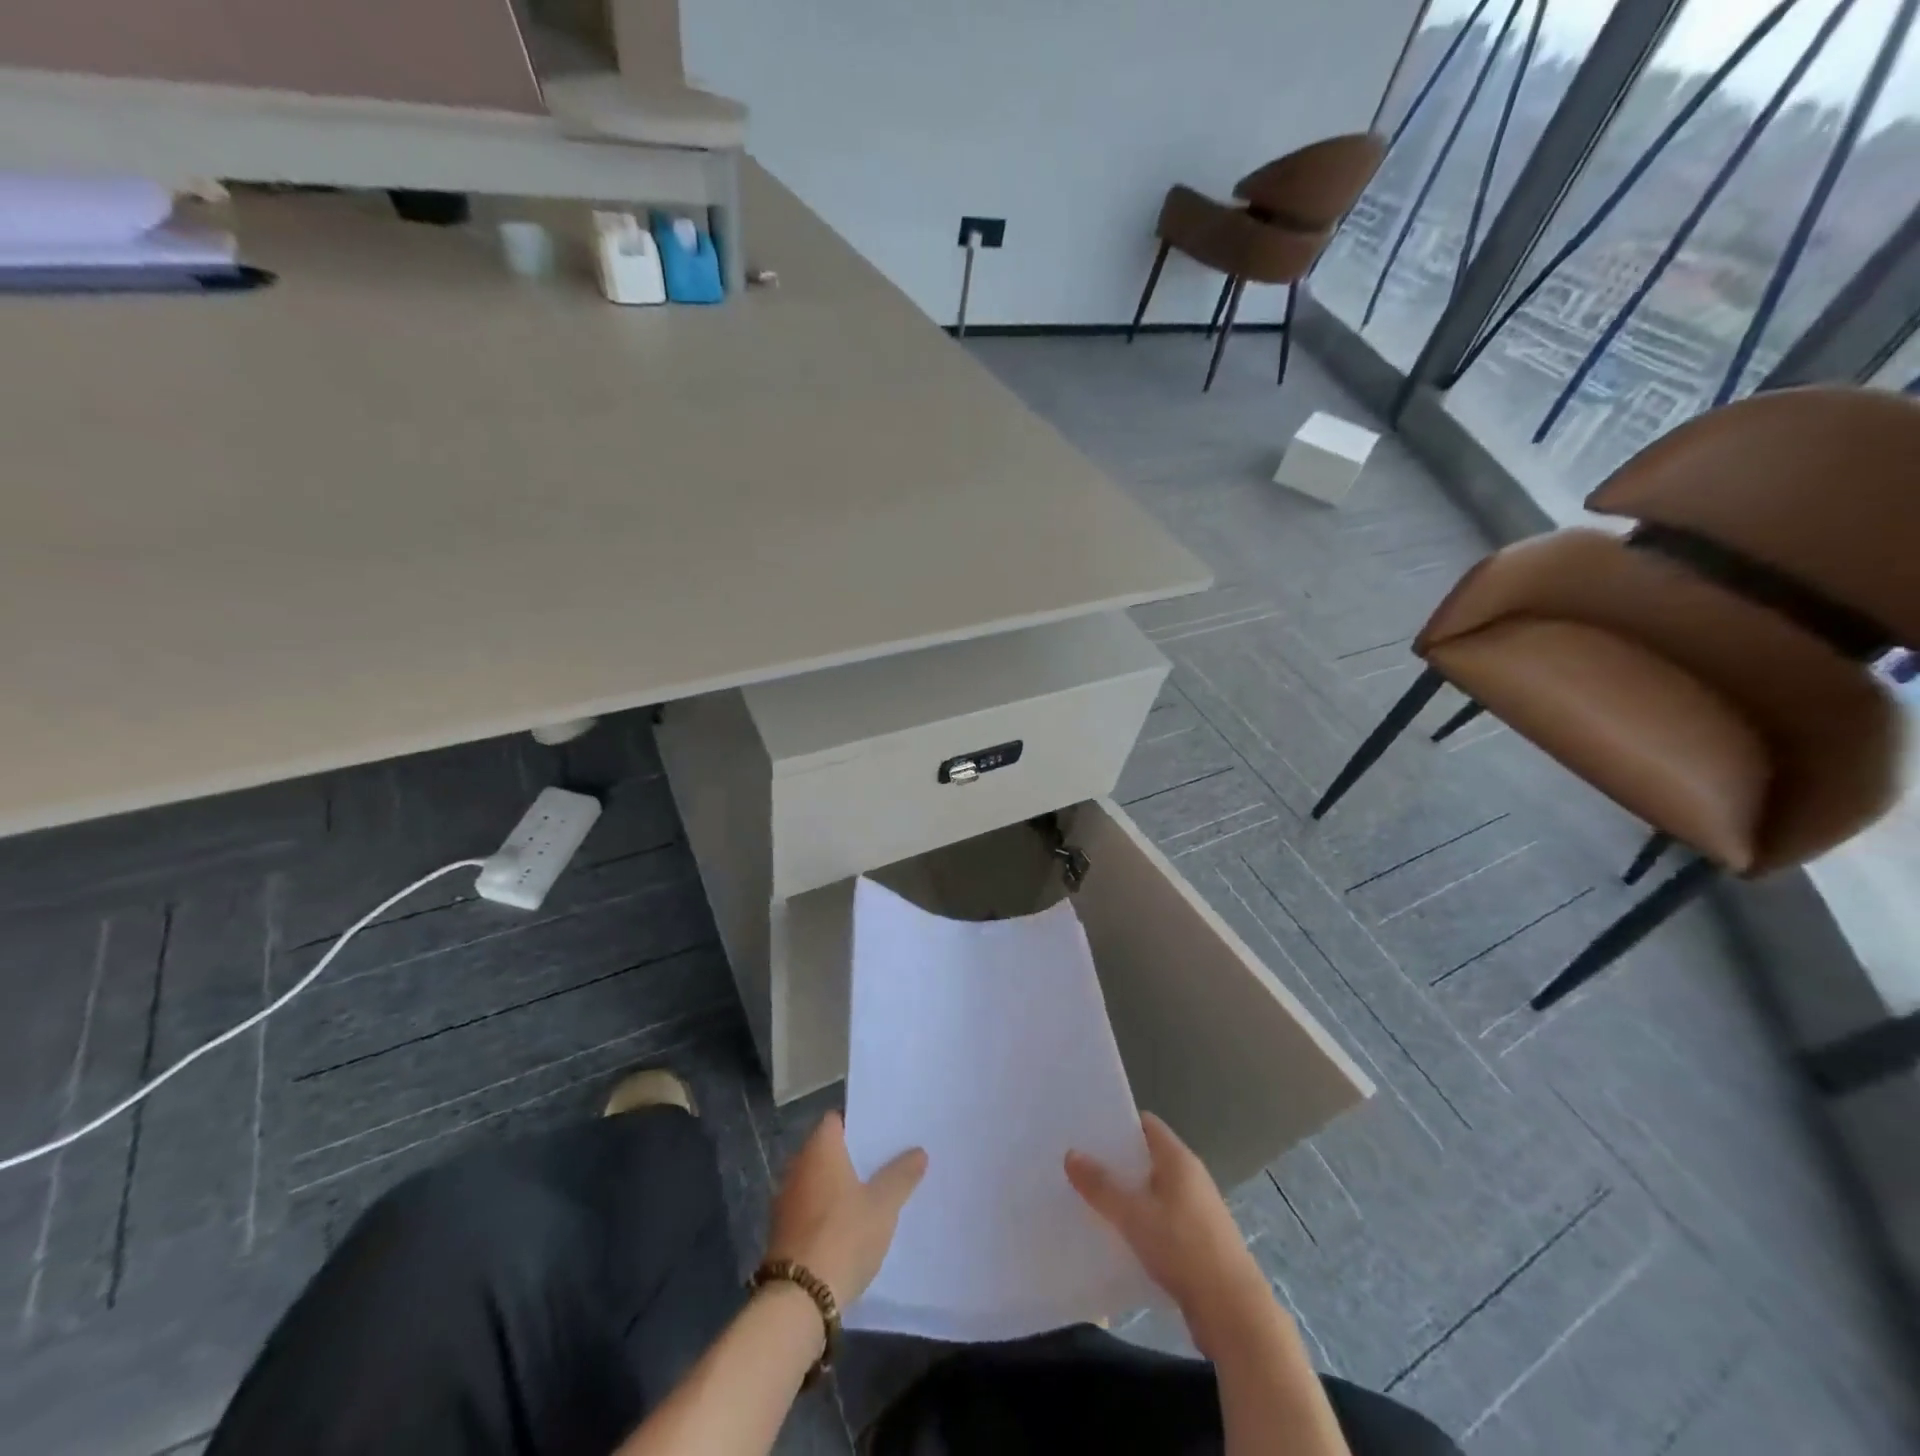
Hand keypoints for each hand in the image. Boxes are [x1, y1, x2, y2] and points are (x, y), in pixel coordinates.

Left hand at [767, 1113, 926, 1305]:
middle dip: (852, 1156)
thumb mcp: (882, 1206)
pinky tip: (849, 1226)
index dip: (858, 1124)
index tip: (882, 1134)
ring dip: (839, 1185)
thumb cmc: (843, 1236)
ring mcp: (786, 1200)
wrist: (799, 1299)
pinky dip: (827, 1210)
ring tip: (872, 1194)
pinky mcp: (782, 1231)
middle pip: (827, 1150)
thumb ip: (901, 1176)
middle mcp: (797, 1166)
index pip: (836, 1120)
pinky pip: (810, 1207)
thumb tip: (918, 1151)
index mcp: (819, 1149)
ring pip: (818, 1180)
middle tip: (884, 1162)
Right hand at [1066, 1112, 1269, 1353]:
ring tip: (1092, 1200)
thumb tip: (1071, 1154)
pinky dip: (1142, 1221)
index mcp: (1178, 1159)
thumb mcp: (1133, 1215)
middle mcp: (1191, 1177)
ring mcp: (1198, 1210)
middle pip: (1148, 1157)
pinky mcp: (1199, 1241)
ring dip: (1128, 1194)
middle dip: (1117, 1161)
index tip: (1087, 1131)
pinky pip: (1163, 1218)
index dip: (1118, 1124)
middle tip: (1081, 1165)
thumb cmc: (1183, 1248)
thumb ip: (1101, 1186)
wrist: (1233, 1312)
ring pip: (1154, 1191)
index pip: (1146, 1124)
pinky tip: (1119, 1236)